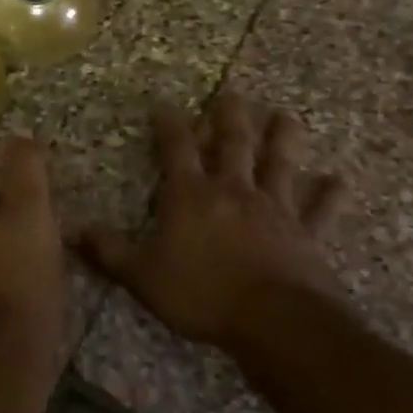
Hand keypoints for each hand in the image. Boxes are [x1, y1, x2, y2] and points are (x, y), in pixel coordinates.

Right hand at [75, 91, 344, 348]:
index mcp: (192, 195)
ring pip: (279, 164)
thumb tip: (72, 229)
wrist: (273, 321)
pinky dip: (330, 196)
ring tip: (286, 116)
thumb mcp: (143, 276)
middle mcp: (233, 191)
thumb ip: (109, 252)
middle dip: (230, 116)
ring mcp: (275, 209)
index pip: (176, 149)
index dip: (169, 124)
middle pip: (233, 144)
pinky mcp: (306, 234)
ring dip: (283, 139)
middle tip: (232, 92)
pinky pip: (320, 211)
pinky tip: (340, 181)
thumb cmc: (202, 294)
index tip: (165, 103)